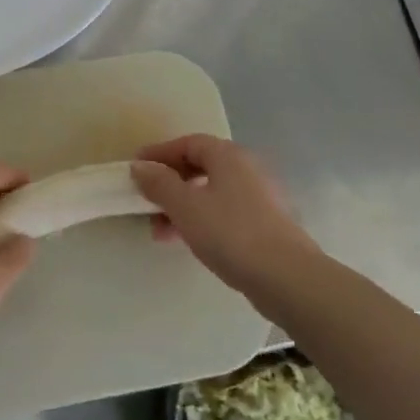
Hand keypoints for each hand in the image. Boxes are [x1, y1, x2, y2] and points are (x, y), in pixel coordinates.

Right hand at [131, 135, 319, 307]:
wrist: (285, 276)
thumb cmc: (230, 233)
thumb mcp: (185, 206)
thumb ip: (159, 183)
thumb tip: (140, 167)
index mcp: (228, 156)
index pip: (188, 143)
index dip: (159, 153)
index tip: (135, 169)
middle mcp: (246, 169)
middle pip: (199, 166)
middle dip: (168, 183)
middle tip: (145, 202)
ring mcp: (258, 197)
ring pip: (210, 192)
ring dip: (181, 206)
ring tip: (159, 231)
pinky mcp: (263, 223)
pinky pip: (222, 212)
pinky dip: (199, 220)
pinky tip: (186, 241)